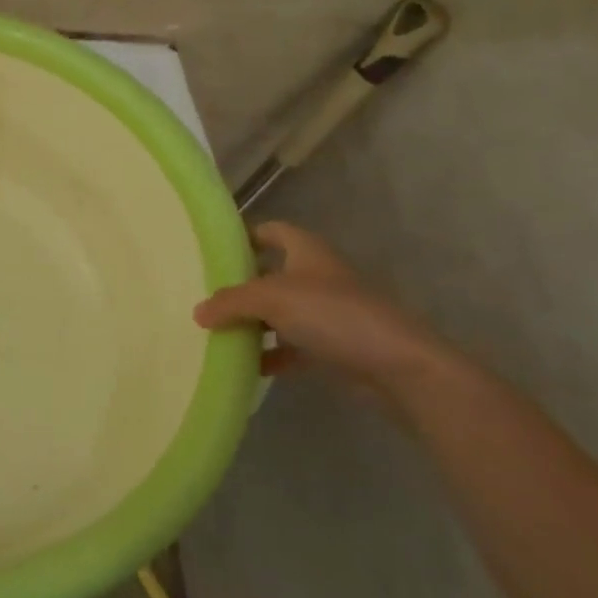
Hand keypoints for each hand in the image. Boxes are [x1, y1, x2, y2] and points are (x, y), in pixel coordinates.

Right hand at [193, 221, 445, 393]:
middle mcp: (316, 276)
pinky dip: (273, 354)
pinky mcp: (335, 346)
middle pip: (271, 273)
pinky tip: (250, 365)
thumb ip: (230, 302)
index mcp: (306, 251)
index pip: (272, 231)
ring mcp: (328, 312)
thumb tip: (198, 312)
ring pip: (281, 312)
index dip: (245, 235)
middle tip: (207, 295)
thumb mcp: (271, 299)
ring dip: (255, 322)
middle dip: (242, 285)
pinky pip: (293, 346)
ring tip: (219, 332)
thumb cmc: (333, 314)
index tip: (215, 250)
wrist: (399, 366)